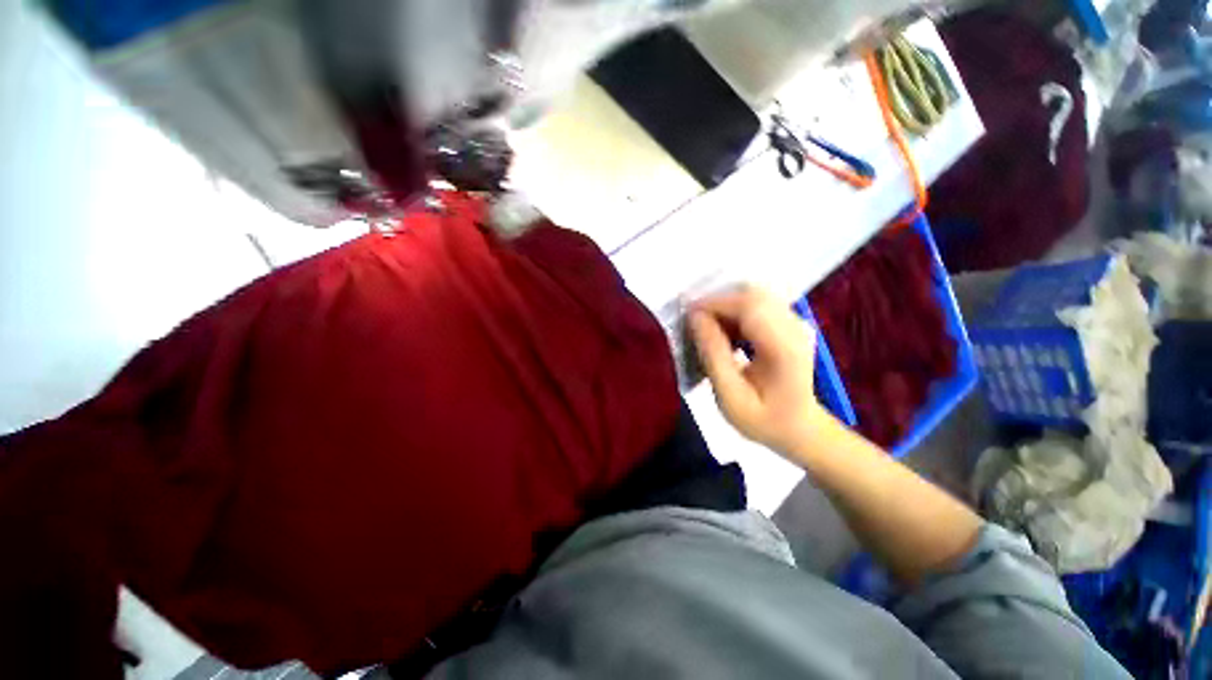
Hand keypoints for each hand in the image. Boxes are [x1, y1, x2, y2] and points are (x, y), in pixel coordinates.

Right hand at [688, 285, 827, 454]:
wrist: (800, 429)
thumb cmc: (763, 420)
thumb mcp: (730, 397)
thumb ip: (713, 355)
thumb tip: (695, 317)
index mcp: (784, 347)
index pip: (748, 306)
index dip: (714, 303)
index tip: (687, 316)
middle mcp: (795, 327)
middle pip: (752, 295)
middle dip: (718, 303)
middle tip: (696, 324)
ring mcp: (796, 322)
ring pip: (754, 296)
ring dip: (726, 308)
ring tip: (709, 331)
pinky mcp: (790, 323)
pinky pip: (759, 305)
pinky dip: (736, 313)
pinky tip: (726, 333)